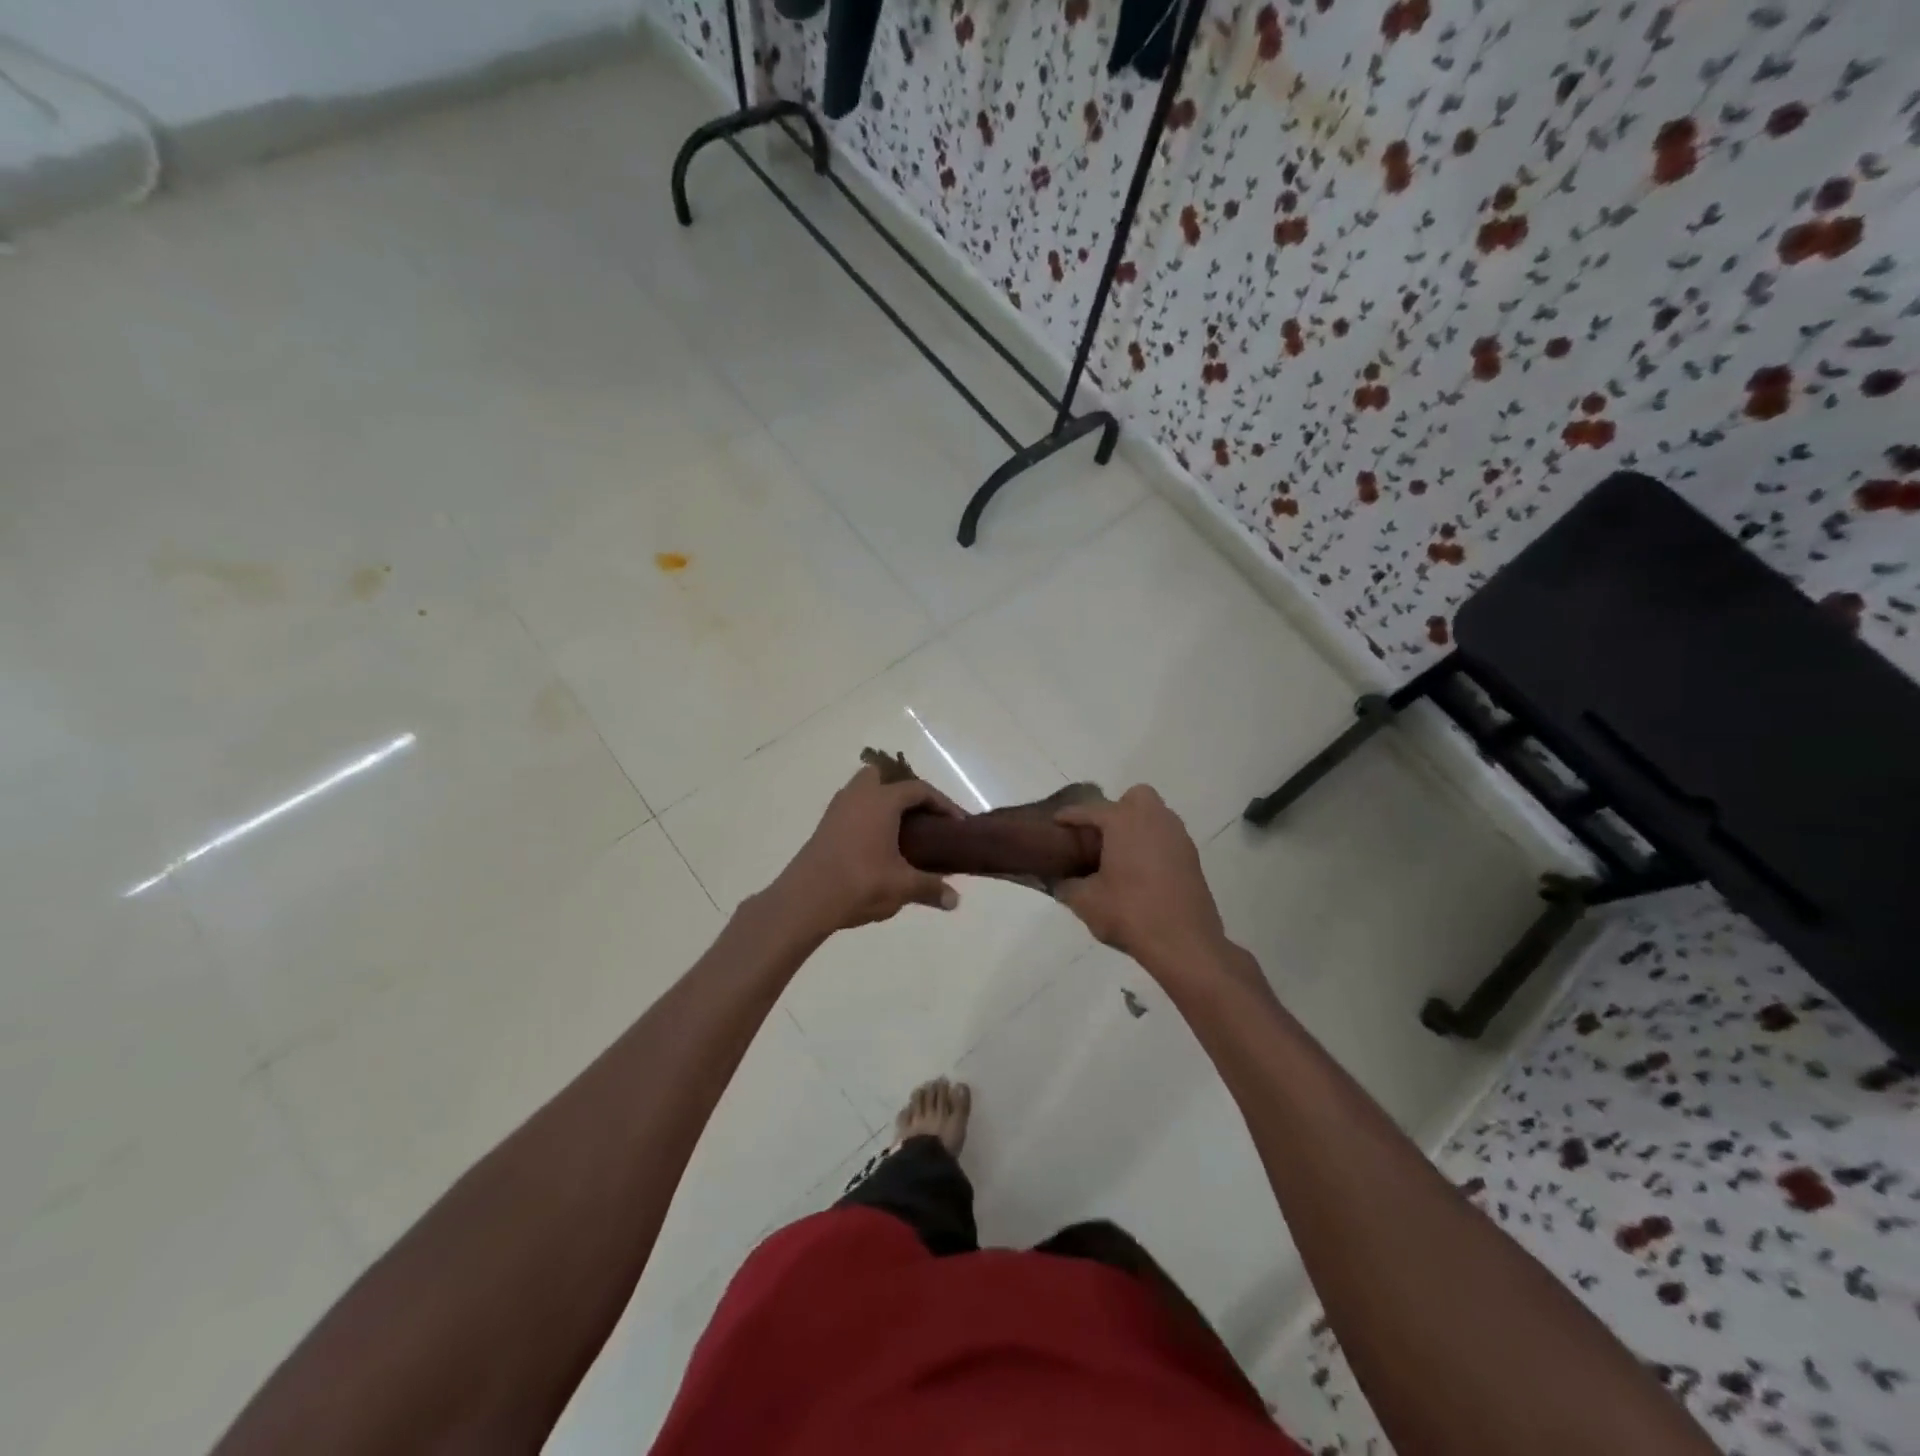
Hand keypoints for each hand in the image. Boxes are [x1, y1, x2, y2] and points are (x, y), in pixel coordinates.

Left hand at [770, 765, 964, 934]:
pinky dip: (867, 816)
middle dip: (904, 791)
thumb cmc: (859, 884)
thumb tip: (955, 901)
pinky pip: (852, 808)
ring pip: (863, 790)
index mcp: (882, 801)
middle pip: (884, 776)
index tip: (957, 823)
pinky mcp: (825, 826)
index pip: (919, 789)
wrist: (804, 900)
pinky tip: (876, 843)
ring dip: (883, 803)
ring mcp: (837, 809)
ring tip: (900, 831)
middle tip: (922, 817)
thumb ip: (931, 888)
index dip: (942, 803)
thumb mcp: (902, 887)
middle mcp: (858, 796)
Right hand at [1053, 786, 1229, 973]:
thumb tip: (1058, 882)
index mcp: (1124, 822)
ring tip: (1120, 855)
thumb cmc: (1130, 914)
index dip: (1070, 815)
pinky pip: (1168, 838)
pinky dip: (1153, 845)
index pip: (1091, 810)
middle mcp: (1154, 819)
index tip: (1056, 821)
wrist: (1184, 944)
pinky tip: (1141, 872)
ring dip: (1138, 827)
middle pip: (1136, 797)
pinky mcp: (1192, 858)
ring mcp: (1178, 837)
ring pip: (1156, 815)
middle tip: (1101, 836)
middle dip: (1117, 809)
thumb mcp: (1086, 902)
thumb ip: (1066, 886)